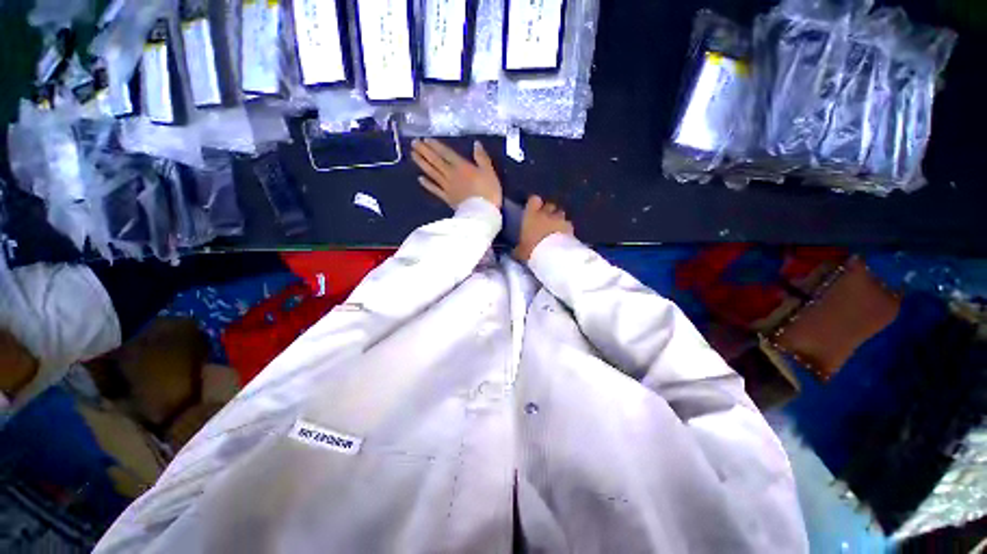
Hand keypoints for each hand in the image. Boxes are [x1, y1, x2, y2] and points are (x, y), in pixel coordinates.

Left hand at [411, 138, 501, 208]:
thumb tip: (476, 144)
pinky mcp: (447, 198)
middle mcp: (451, 174)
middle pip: (436, 161)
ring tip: (413, 155)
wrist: (482, 213)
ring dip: (422, 163)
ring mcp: (447, 187)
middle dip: (424, 151)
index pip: (446, 153)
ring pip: (433, 173)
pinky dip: (427, 184)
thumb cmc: (488, 191)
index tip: (426, 139)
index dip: (436, 146)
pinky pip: (435, 190)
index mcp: (462, 166)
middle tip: (414, 143)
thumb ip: (482, 157)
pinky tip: (420, 179)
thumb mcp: (489, 172)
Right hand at [515, 196, 574, 261]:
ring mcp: (561, 220)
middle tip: (545, 221)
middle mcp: (546, 213)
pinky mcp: (571, 228)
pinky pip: (568, 226)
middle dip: (549, 211)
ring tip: (556, 230)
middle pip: (550, 205)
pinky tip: (564, 238)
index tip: (533, 210)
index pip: (533, 200)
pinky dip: (566, 230)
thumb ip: (519, 247)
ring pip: (561, 215)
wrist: (552, 255)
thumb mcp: (520, 251)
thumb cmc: (531, 249)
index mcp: (531, 215)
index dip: (534, 204)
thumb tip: (516, 250)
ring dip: (559, 220)